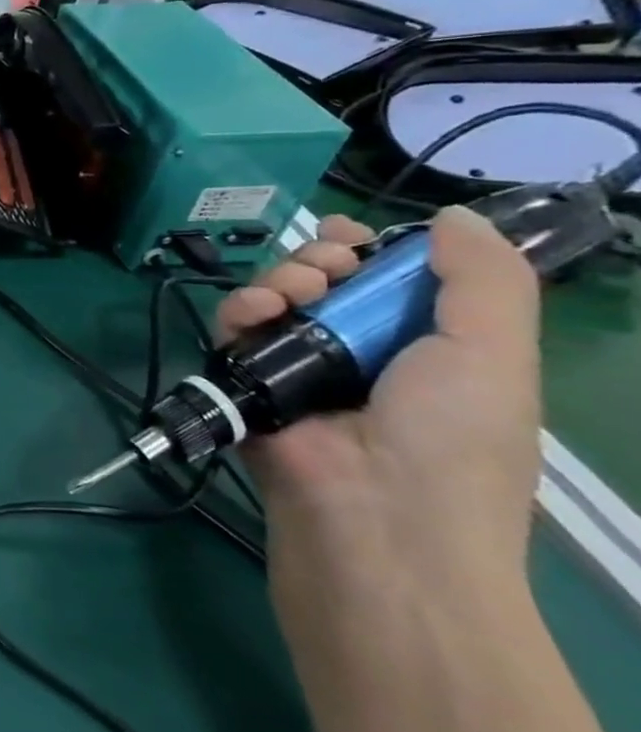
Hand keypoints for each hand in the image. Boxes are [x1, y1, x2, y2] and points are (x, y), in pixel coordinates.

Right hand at [217, 209, 543, 605]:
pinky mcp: (247, 379)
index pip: (390, 280)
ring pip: (277, 294)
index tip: (357, 239)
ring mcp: (299, 367)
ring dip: (282, 277)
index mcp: (426, 347)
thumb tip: (452, 216)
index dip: (373, 249)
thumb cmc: (450, 439)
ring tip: (291, 294)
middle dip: (322, 258)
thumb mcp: (496, 354)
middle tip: (327, 269)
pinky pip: (235, 326)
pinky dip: (241, 308)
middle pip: (328, 279)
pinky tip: (256, 312)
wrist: (372, 515)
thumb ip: (483, 279)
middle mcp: (361, 351)